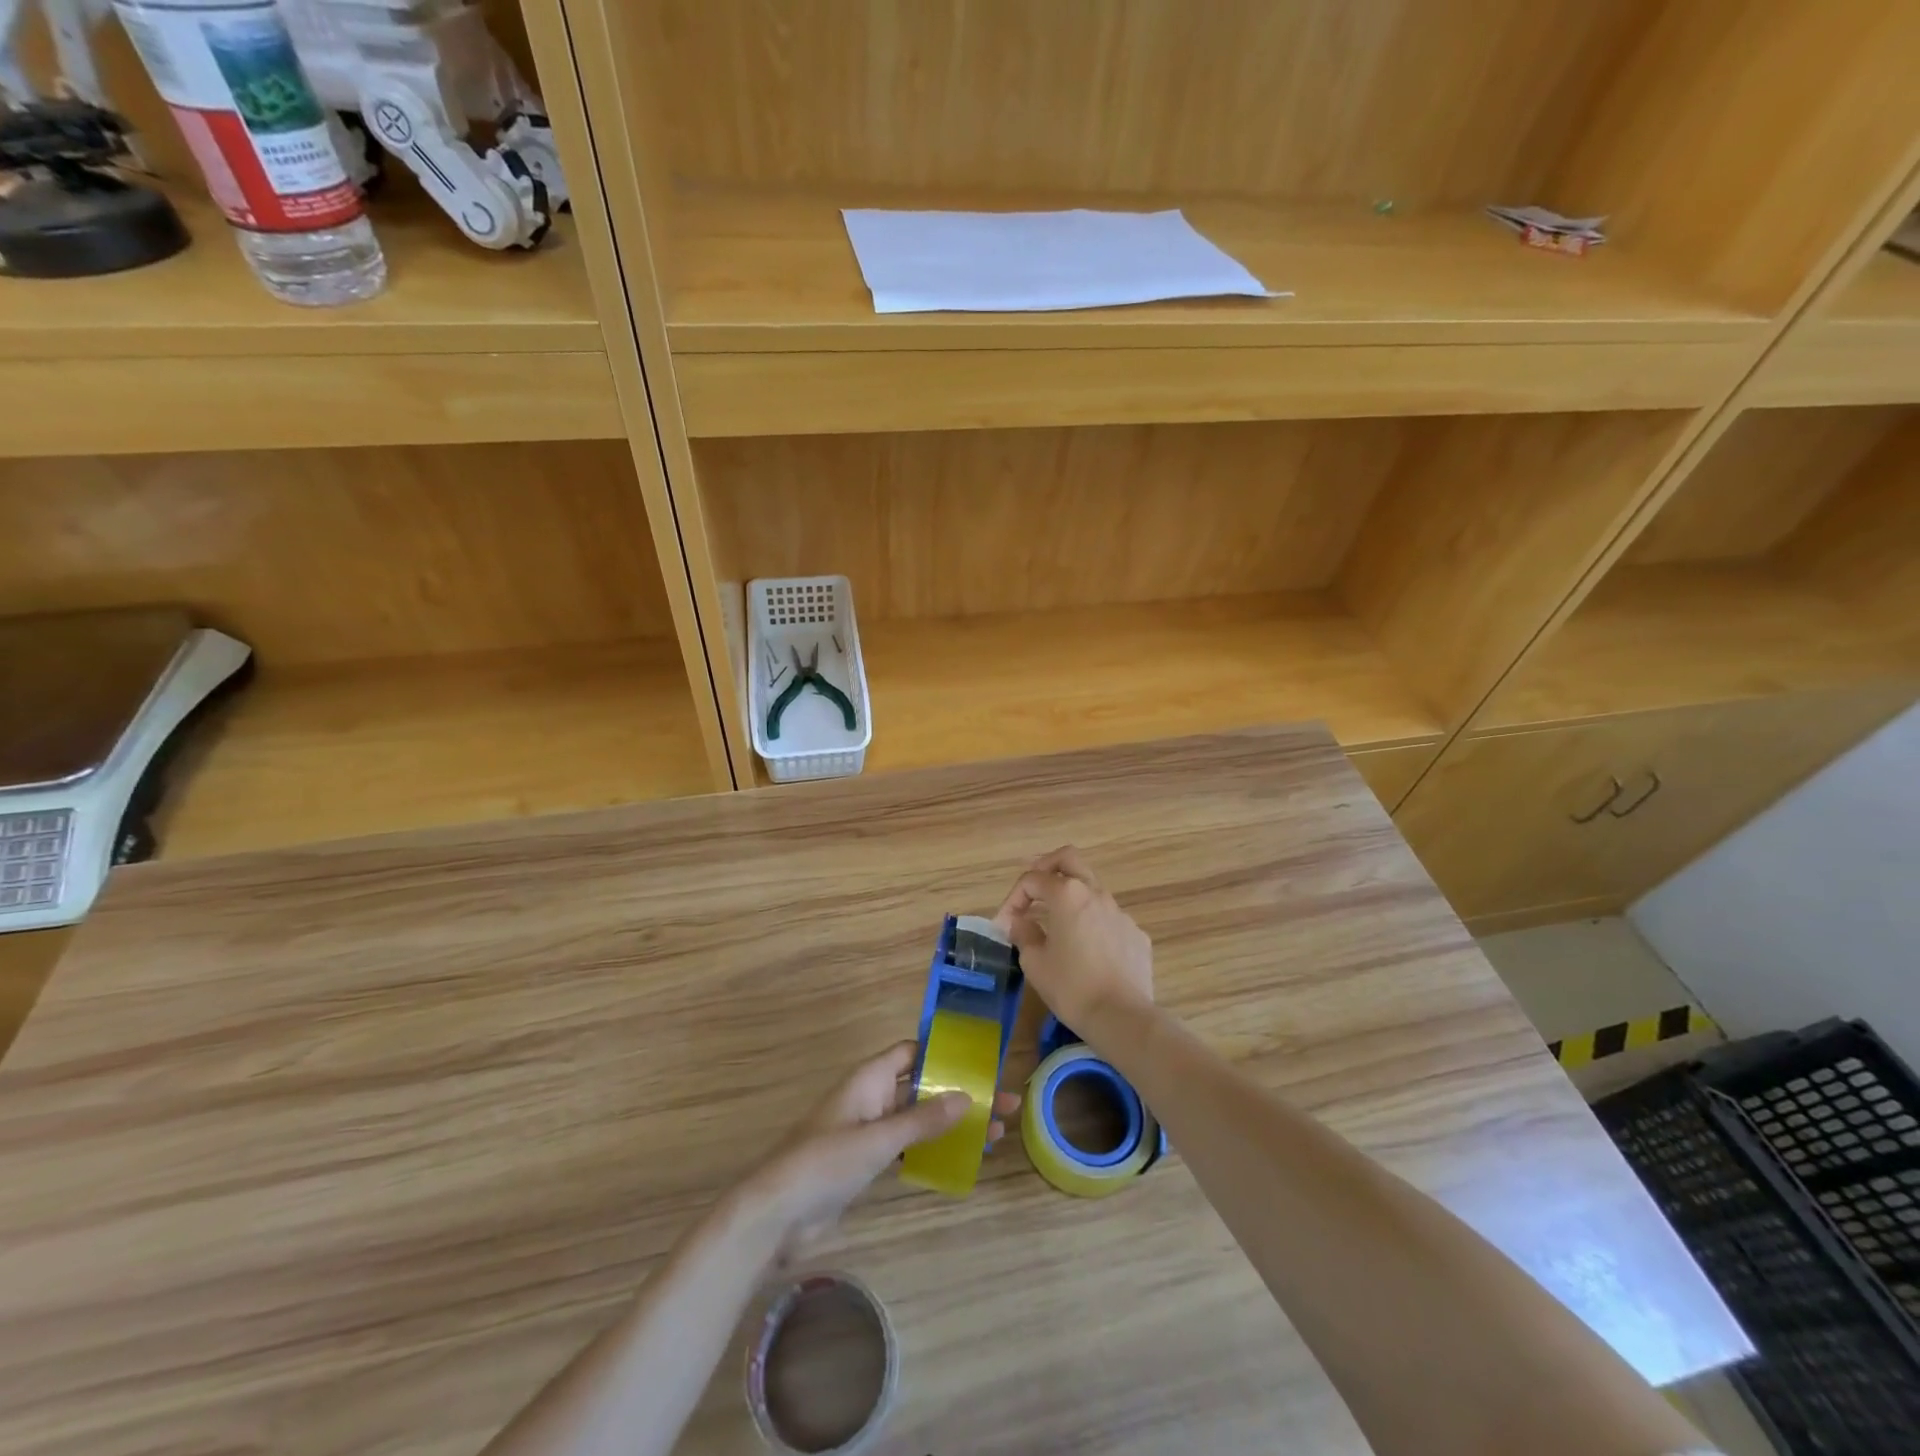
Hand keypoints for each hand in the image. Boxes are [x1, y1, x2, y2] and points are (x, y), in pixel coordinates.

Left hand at [748, 1041, 1020, 1258]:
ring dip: (951, 1123)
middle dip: (960, 1093)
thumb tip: (967, 1096)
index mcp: (870, 1079)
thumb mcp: (877, 1139)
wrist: (777, 1214)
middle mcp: (872, 1097)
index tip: (982, 1060)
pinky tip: (960, 1160)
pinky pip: (908, 1145)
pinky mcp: (866, 1161)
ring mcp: (869, 1130)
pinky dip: (932, 1148)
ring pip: (919, 1118)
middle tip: (1004, 1102)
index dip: (944, 1052)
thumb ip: (921, 1120)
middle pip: (923, 1086)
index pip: (912, 1052)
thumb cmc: (824, 1163)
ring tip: (994, 1133)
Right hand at [993, 846, 1153, 1034]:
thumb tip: (1019, 922)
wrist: (1122, 1017)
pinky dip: (1092, 923)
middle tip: (1032, 889)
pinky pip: (1109, 917)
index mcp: (1067, 894)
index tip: (1004, 926)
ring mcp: (1120, 912)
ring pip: (1091, 888)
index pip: (1032, 879)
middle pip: (1068, 859)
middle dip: (1045, 867)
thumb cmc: (1071, 987)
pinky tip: (1087, 951)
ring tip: (1056, 924)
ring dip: (1070, 897)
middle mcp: (1095, 893)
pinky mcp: (1135, 933)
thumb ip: (1023, 933)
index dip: (1012, 899)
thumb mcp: (1034, 962)